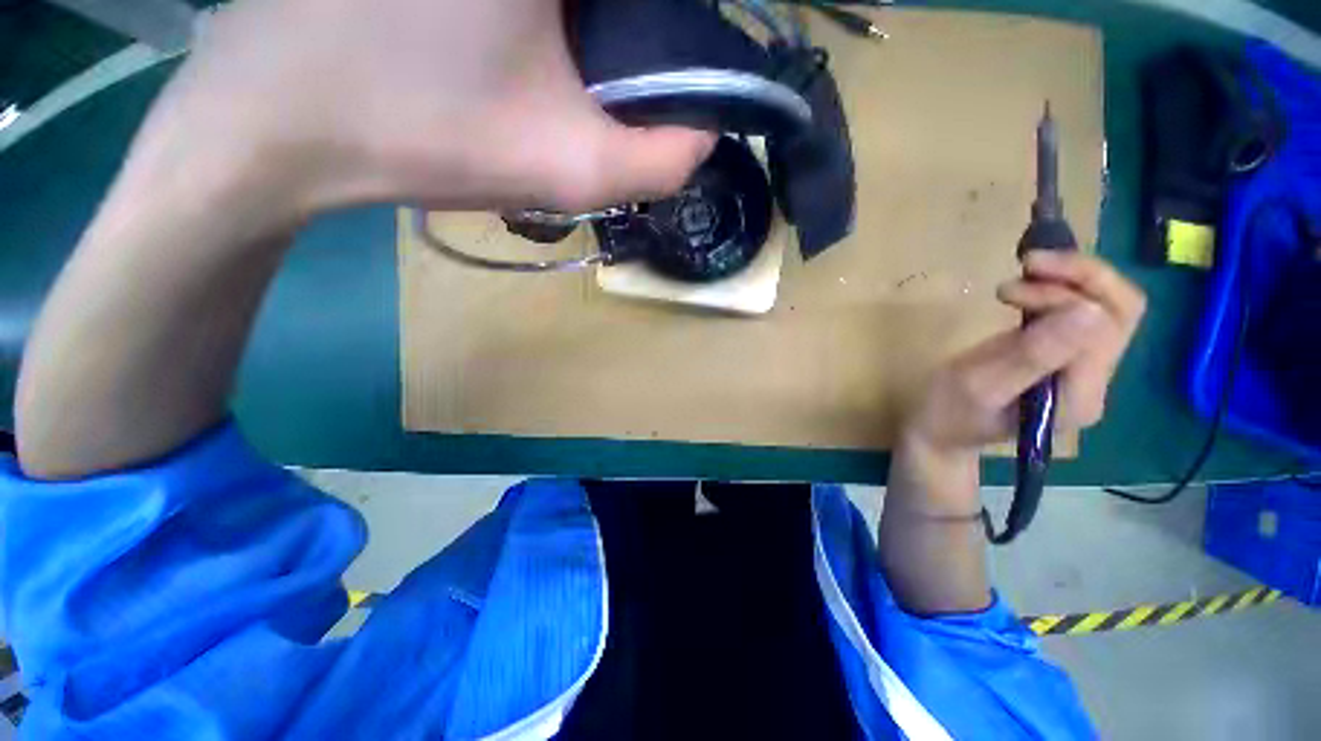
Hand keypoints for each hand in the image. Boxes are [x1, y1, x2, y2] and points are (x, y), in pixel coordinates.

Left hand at [140, 0, 713, 222]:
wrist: (278, 122)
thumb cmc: (424, 135)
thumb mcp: (568, 168)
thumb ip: (659, 163)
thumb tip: (705, 133)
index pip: (660, 1)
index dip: (679, 30)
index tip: (655, 90)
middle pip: (620, 2)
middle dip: (631, 33)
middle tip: (612, 85)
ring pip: (578, 4)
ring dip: (593, 28)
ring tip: (561, 71)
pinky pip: (536, 4)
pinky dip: (553, 24)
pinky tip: (513, 48)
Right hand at [894, 252, 1146, 508]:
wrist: (940, 431)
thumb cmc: (948, 412)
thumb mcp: (979, 385)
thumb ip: (1032, 355)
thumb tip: (1087, 312)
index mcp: (1078, 395)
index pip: (1102, 327)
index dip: (1064, 295)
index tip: (1006, 288)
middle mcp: (1095, 382)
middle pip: (1121, 311)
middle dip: (1080, 277)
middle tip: (1027, 264)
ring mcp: (1085, 371)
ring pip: (1108, 307)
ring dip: (1072, 279)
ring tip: (1025, 272)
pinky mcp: (1068, 359)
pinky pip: (1086, 313)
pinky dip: (1064, 289)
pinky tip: (1032, 285)